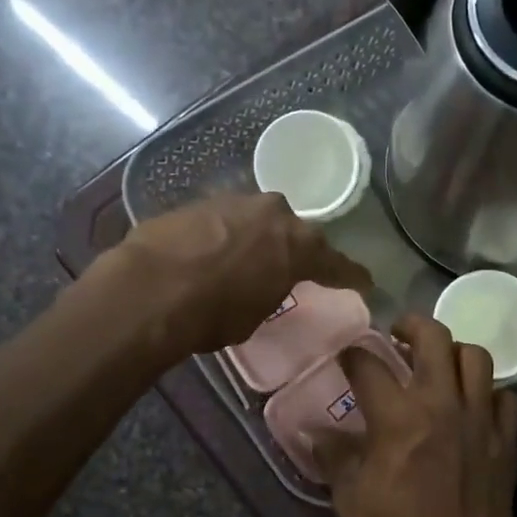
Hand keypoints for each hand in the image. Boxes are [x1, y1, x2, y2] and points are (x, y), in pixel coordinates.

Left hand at [108, 193, 371, 356]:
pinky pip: (223, 220)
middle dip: (292, 247)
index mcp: (299, 244)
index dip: (350, 276)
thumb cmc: (214, 313)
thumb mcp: (254, 315)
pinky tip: (209, 253)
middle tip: (288, 266)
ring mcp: (235, 201)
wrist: (151, 288)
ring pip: (256, 220)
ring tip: (243, 260)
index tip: (365, 283)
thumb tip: (261, 285)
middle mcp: (274, 213)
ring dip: (254, 238)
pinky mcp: (198, 201)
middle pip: (292, 231)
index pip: (336, 262)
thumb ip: (268, 292)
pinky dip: (222, 236)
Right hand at [317, 316, 516, 516]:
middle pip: (434, 338)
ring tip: (438, 364)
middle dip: (411, 325)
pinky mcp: (505, 444)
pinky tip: (473, 403)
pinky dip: (488, 391)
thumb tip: (318, 433)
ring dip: (453, 352)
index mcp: (398, 418)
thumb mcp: (350, 499)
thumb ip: (335, 456)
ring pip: (476, 358)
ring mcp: (481, 422)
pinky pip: (505, 397)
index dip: (353, 355)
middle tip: (398, 335)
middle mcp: (443, 406)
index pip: (370, 365)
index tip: (347, 356)